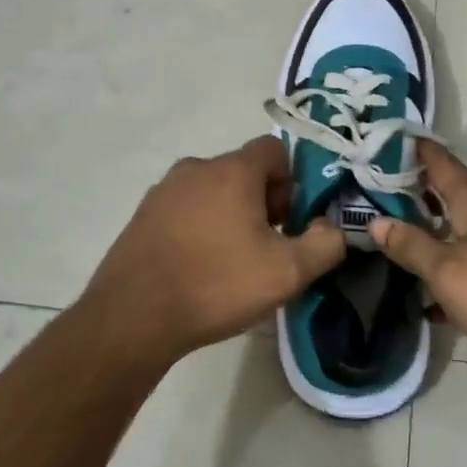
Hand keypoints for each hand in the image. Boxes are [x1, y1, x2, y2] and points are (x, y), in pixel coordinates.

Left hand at [81, 135, 345, 362]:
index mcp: (232, 170)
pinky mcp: (143, 214)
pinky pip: (185, 208)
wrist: (133, 317)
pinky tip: (198, 266)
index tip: (290, 220)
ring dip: (230, 214)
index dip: (291, 181)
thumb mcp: (288, 272)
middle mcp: (196, 168)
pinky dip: (199, 226)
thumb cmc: (217, 284)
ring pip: (213, 190)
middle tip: (265, 246)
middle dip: (263, 200)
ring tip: (231, 261)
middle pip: (243, 170)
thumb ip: (326, 244)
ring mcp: (164, 190)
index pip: (274, 149)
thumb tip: (333, 228)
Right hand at [370, 142, 466, 379]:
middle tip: (376, 205)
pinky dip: (463, 261)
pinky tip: (446, 298)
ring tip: (404, 253)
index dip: (407, 149)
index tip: (378, 144)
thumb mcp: (450, 275)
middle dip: (415, 197)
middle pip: (451, 192)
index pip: (437, 159)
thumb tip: (377, 221)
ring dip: (437, 233)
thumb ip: (412, 246)